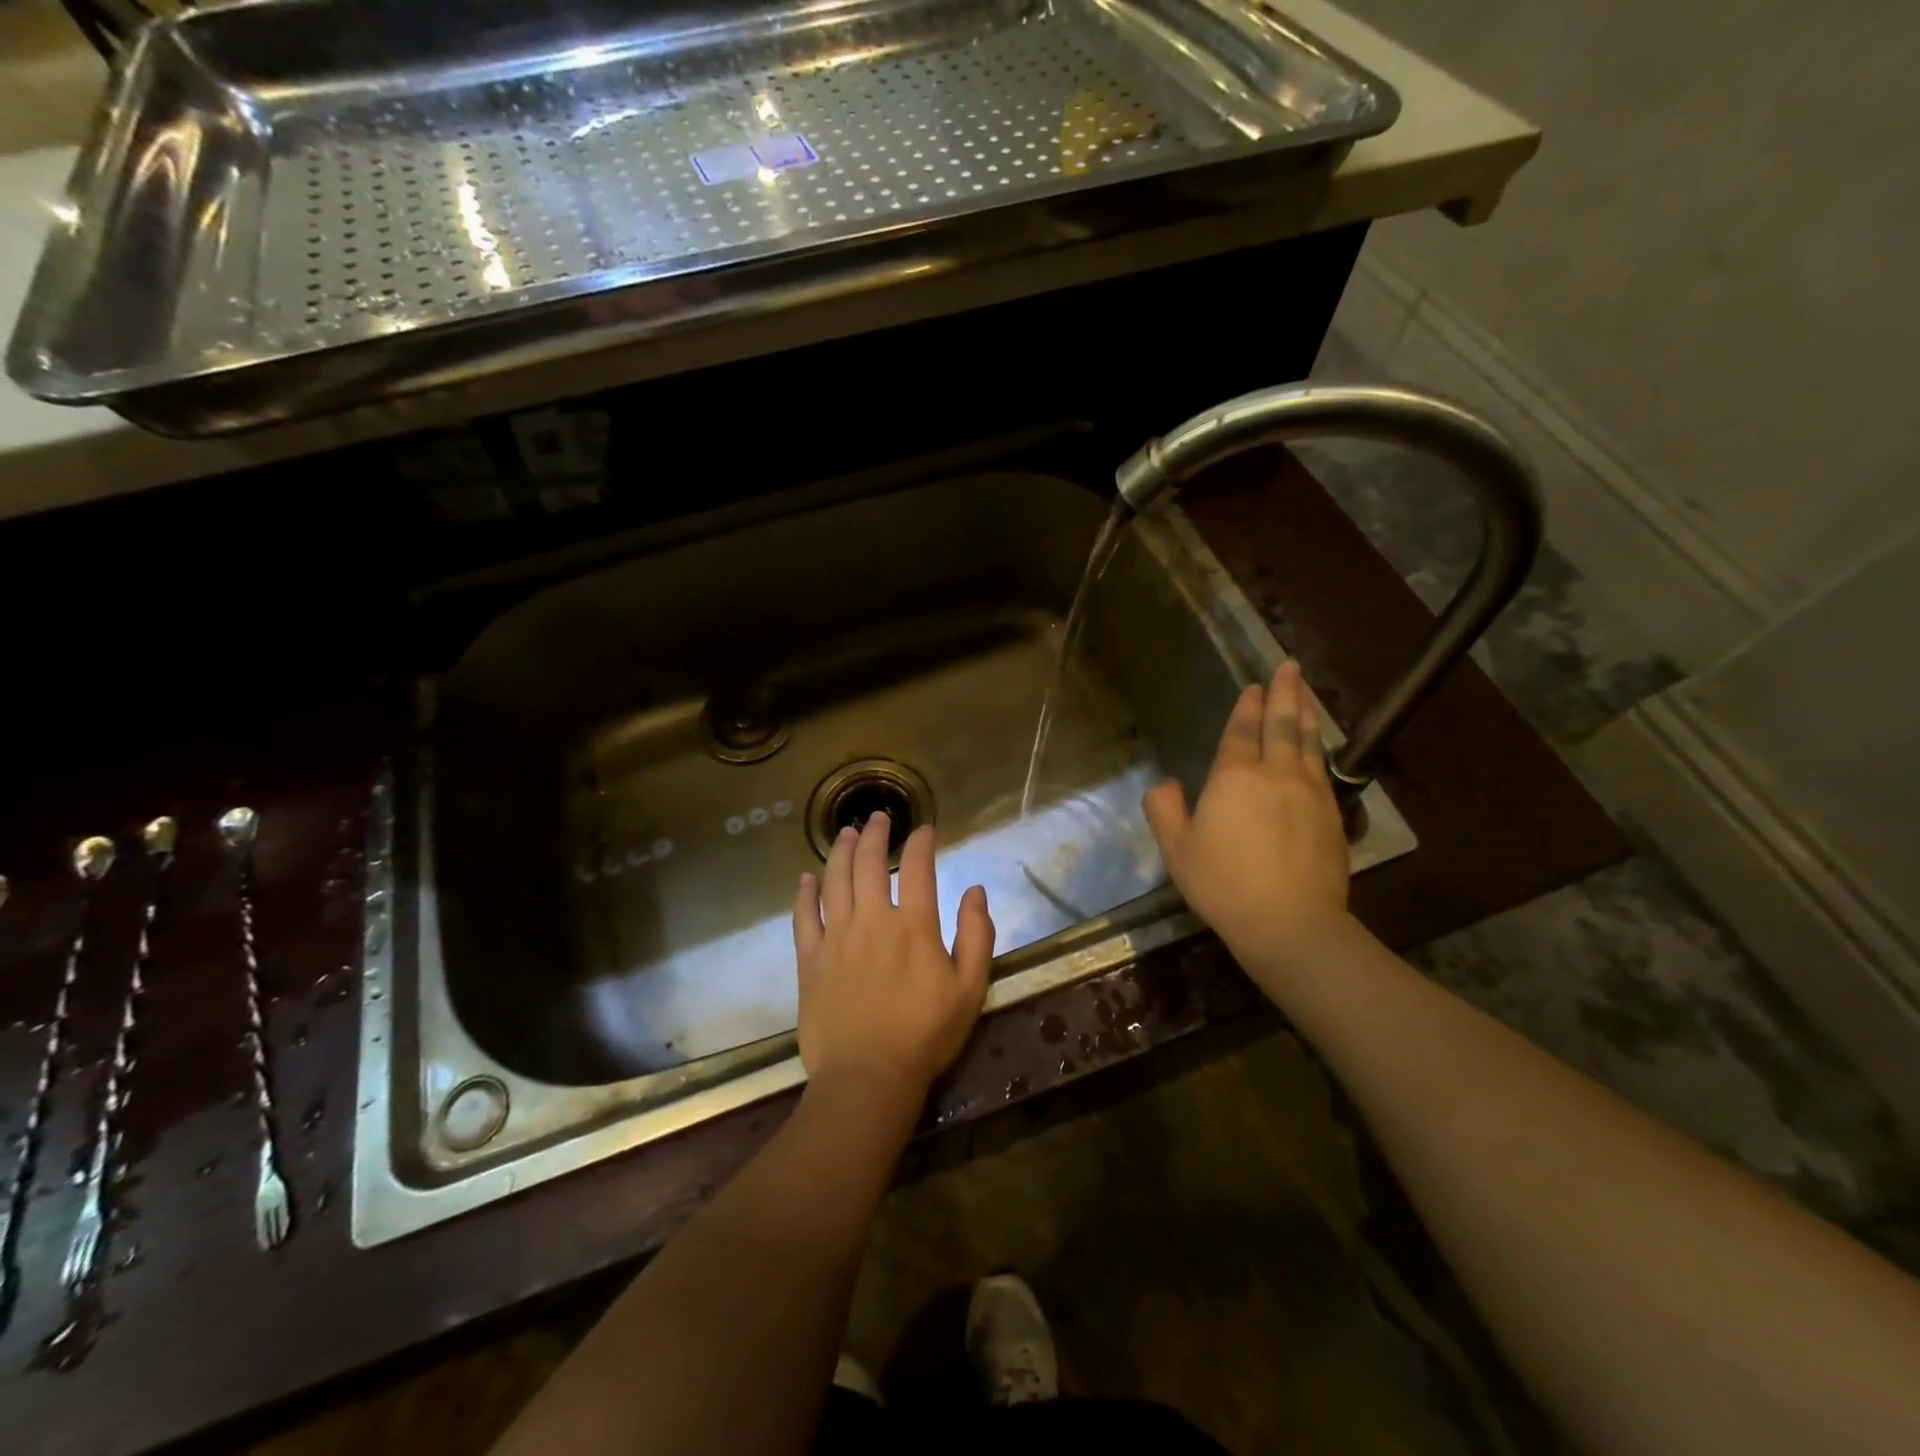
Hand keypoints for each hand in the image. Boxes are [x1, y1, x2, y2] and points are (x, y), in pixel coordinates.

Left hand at [792, 813, 994, 1113]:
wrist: (867, 1077)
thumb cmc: (925, 1035)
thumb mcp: (970, 989)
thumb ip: (977, 935)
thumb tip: (975, 891)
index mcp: (913, 925)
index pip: (918, 867)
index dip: (921, 842)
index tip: (924, 828)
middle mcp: (872, 920)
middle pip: (869, 863)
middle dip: (875, 834)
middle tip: (877, 817)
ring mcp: (836, 937)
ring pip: (834, 880)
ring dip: (840, 851)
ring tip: (845, 832)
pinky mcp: (810, 959)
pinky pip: (804, 916)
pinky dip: (805, 892)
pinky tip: (807, 877)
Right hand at [1142, 661, 1350, 976]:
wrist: (1290, 923)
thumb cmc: (1224, 884)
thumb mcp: (1177, 849)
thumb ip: (1164, 809)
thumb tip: (1166, 784)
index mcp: (1235, 777)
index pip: (1242, 732)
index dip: (1247, 707)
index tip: (1254, 687)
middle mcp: (1276, 774)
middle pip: (1283, 725)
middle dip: (1285, 693)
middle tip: (1290, 667)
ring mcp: (1311, 793)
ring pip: (1309, 742)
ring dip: (1307, 712)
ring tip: (1306, 692)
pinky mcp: (1333, 816)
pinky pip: (1323, 769)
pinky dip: (1320, 747)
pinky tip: (1318, 747)